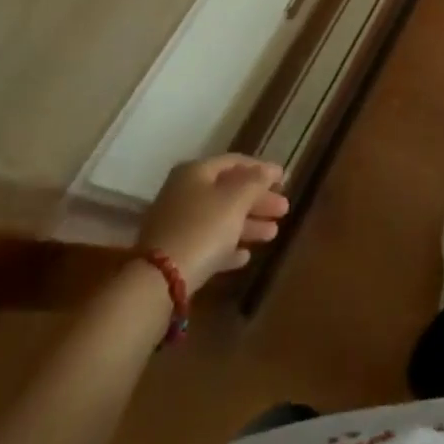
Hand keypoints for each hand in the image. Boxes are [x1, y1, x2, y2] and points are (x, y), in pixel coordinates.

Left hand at [137, 154, 289, 293]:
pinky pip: (207, 243)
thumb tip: (270, 170)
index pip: (234, 162)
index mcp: (195, 172)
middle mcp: (184, 192)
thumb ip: (255, 182)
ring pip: (220, 218)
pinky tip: (245, 256)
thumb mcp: (235, 200)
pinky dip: (227, 246)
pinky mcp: (174, 253)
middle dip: (258, 200)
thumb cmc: (203, 228)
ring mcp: (177, 224)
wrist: (159, 281)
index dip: (260, 168)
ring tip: (273, 233)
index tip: (283, 178)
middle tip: (284, 209)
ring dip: (247, 224)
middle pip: (228, 191)